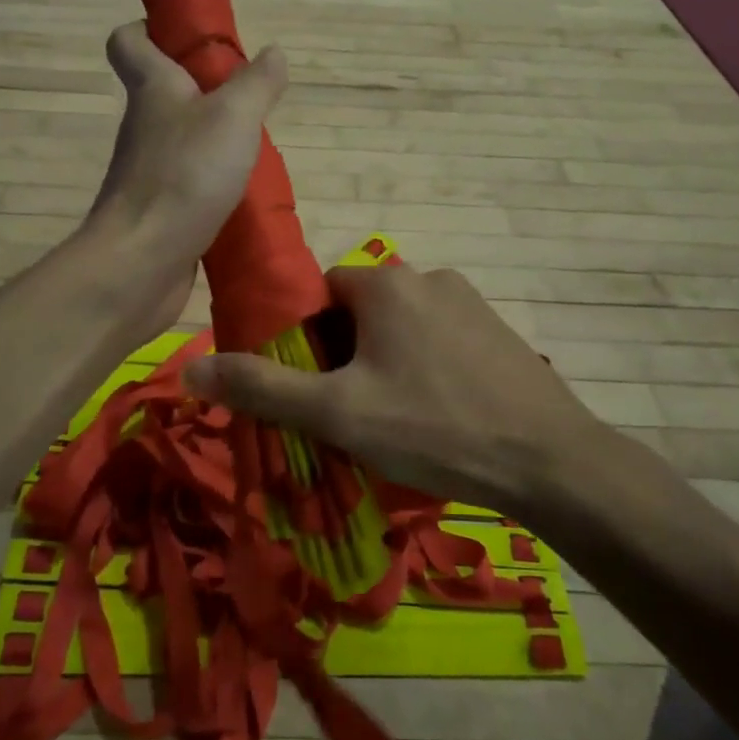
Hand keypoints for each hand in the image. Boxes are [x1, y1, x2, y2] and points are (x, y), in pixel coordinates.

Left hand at [86, 20, 288, 330]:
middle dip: (205, 90)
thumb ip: (256, 84)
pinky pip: (189, 185)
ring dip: (215, 141)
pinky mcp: (160, 212)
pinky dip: (214, 185)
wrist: (141, 263)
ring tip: (258, 148)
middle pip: (165, 93)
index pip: (130, 42)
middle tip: (251, 99)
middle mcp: (144, 127)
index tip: (193, 38)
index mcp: (152, 89)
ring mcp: (149, 172)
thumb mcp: (233, 118)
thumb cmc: (184, 176)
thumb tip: (273, 52)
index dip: (152, 29)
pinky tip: (245, 195)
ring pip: (181, 142)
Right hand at [183, 264, 619, 512]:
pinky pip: (439, 342)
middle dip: (343, 357)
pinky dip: (425, 369)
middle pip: (358, 313)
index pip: (317, 295)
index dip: (304, 341)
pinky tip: (437, 416)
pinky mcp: (497, 332)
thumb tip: (189, 368)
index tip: (311, 387)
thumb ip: (262, 388)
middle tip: (348, 413)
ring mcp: (470, 303)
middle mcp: (427, 277)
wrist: (549, 462)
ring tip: (394, 421)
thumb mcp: (336, 413)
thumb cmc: (433, 428)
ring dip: (384, 364)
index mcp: (385, 283)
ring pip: (400, 329)